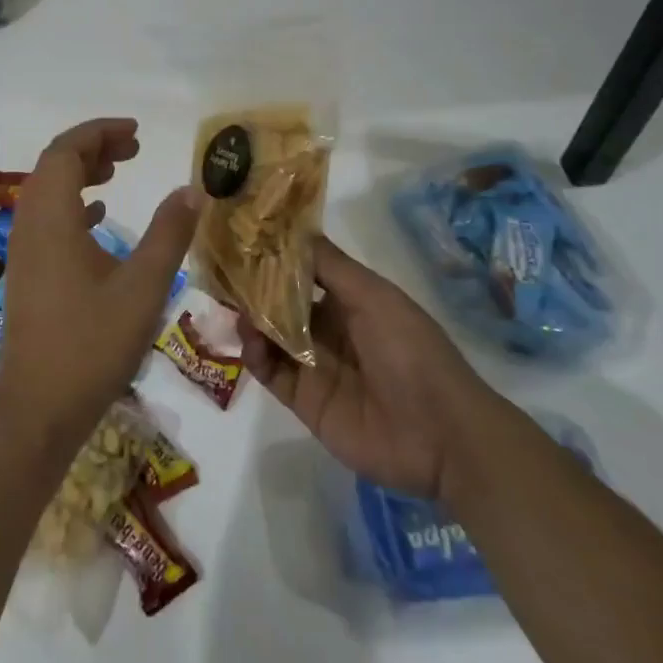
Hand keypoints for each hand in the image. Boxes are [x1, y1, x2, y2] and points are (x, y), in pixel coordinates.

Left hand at [0, 119, 200, 441]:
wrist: (39, 406)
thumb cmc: (92, 344)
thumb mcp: (143, 287)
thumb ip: (168, 234)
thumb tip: (191, 190)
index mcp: (51, 217)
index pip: (66, 151)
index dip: (99, 132)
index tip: (136, 132)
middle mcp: (29, 224)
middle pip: (54, 165)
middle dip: (92, 148)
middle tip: (134, 148)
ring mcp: (24, 249)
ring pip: (48, 191)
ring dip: (81, 173)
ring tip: (119, 170)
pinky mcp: (28, 271)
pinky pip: (47, 218)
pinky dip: (74, 204)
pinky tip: (99, 215)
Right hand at [239, 237, 491, 499]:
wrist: (440, 434)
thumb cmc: (410, 350)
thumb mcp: (373, 296)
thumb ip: (329, 264)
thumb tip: (290, 228)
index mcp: (350, 301)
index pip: (303, 272)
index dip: (275, 257)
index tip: (243, 237)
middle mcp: (329, 329)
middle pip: (281, 304)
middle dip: (254, 288)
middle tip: (221, 270)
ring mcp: (314, 366)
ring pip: (271, 336)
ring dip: (252, 320)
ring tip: (233, 306)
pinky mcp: (304, 400)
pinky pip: (270, 372)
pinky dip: (255, 355)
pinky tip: (249, 339)